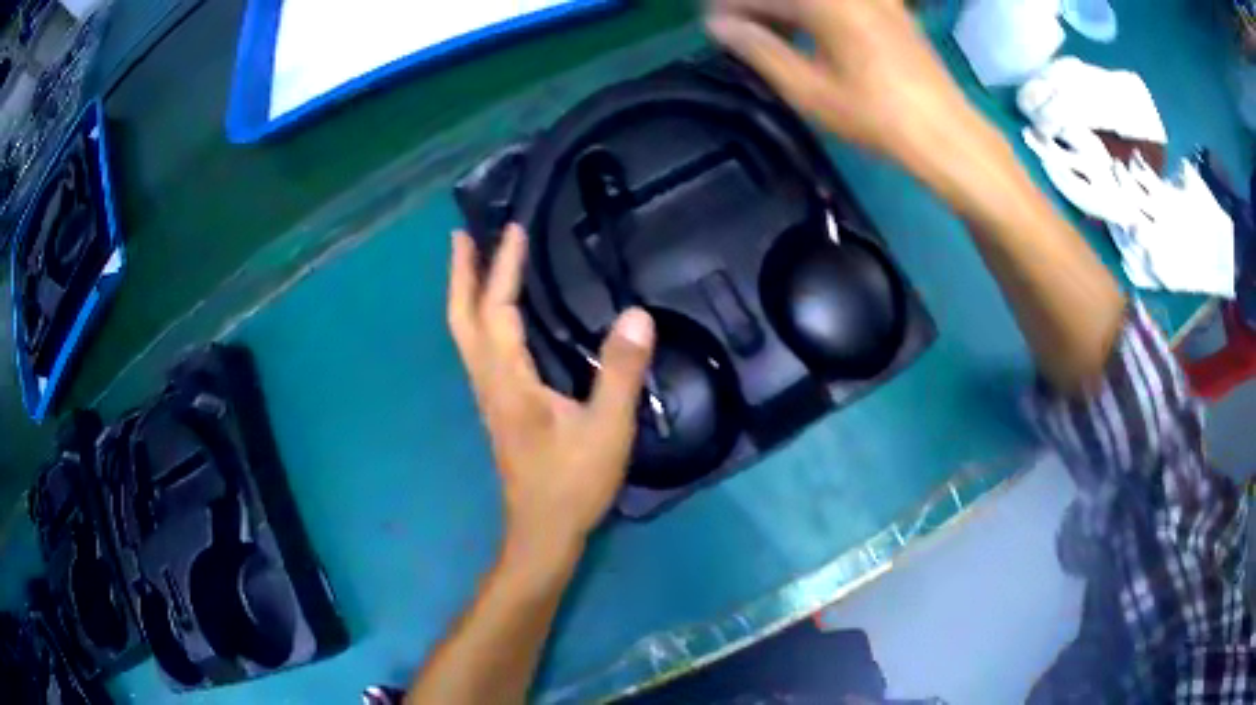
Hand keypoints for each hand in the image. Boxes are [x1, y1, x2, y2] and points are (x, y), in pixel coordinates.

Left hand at [447, 225, 655, 558]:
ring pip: (466, 334)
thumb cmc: (572, 483)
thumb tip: (637, 315)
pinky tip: (498, 314)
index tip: (513, 229)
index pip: (497, 311)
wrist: (543, 531)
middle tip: (461, 235)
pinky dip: (480, 317)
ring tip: (474, 261)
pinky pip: (480, 348)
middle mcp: (489, 382)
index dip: (503, 268)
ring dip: (466, 293)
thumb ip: (619, 373)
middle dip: (460, 275)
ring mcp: (489, 395)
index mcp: (508, 381)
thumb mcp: (606, 430)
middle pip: (462, 319)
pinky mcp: (499, 406)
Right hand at [705, 0, 990, 172]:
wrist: (946, 133)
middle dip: (758, 8)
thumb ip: (758, 50)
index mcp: (826, 2)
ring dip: (787, 10)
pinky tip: (810, 31)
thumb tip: (717, 26)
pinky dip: (817, 11)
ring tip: (771, 35)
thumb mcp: (808, 89)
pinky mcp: (891, 8)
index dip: (730, 9)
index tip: (712, 27)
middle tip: (739, 31)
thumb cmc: (876, 116)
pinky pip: (842, 2)